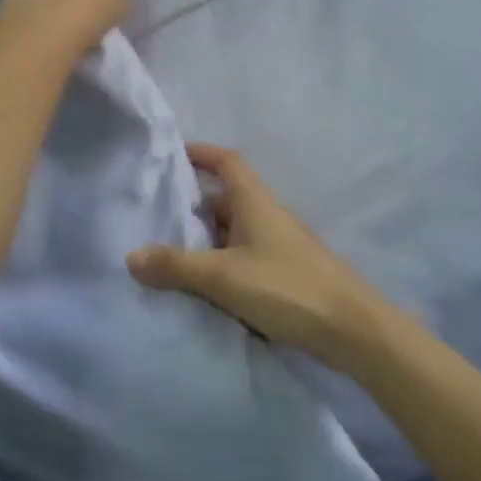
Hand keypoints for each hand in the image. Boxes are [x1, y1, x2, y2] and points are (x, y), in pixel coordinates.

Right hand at [127, 144, 389, 370]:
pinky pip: (243, 260)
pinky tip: (201, 288)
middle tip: (154, 218)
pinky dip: (221, 266)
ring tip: (167, 256)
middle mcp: (267, 217)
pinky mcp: (284, 275)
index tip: (172, 155)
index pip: (227, 162)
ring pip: (233, 233)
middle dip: (192, 206)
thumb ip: (177, 266)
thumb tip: (131, 256)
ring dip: (205, 240)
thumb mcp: (224, 276)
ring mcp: (278, 247)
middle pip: (226, 200)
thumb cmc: (286, 287)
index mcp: (255, 202)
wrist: (350, 328)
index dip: (201, 153)